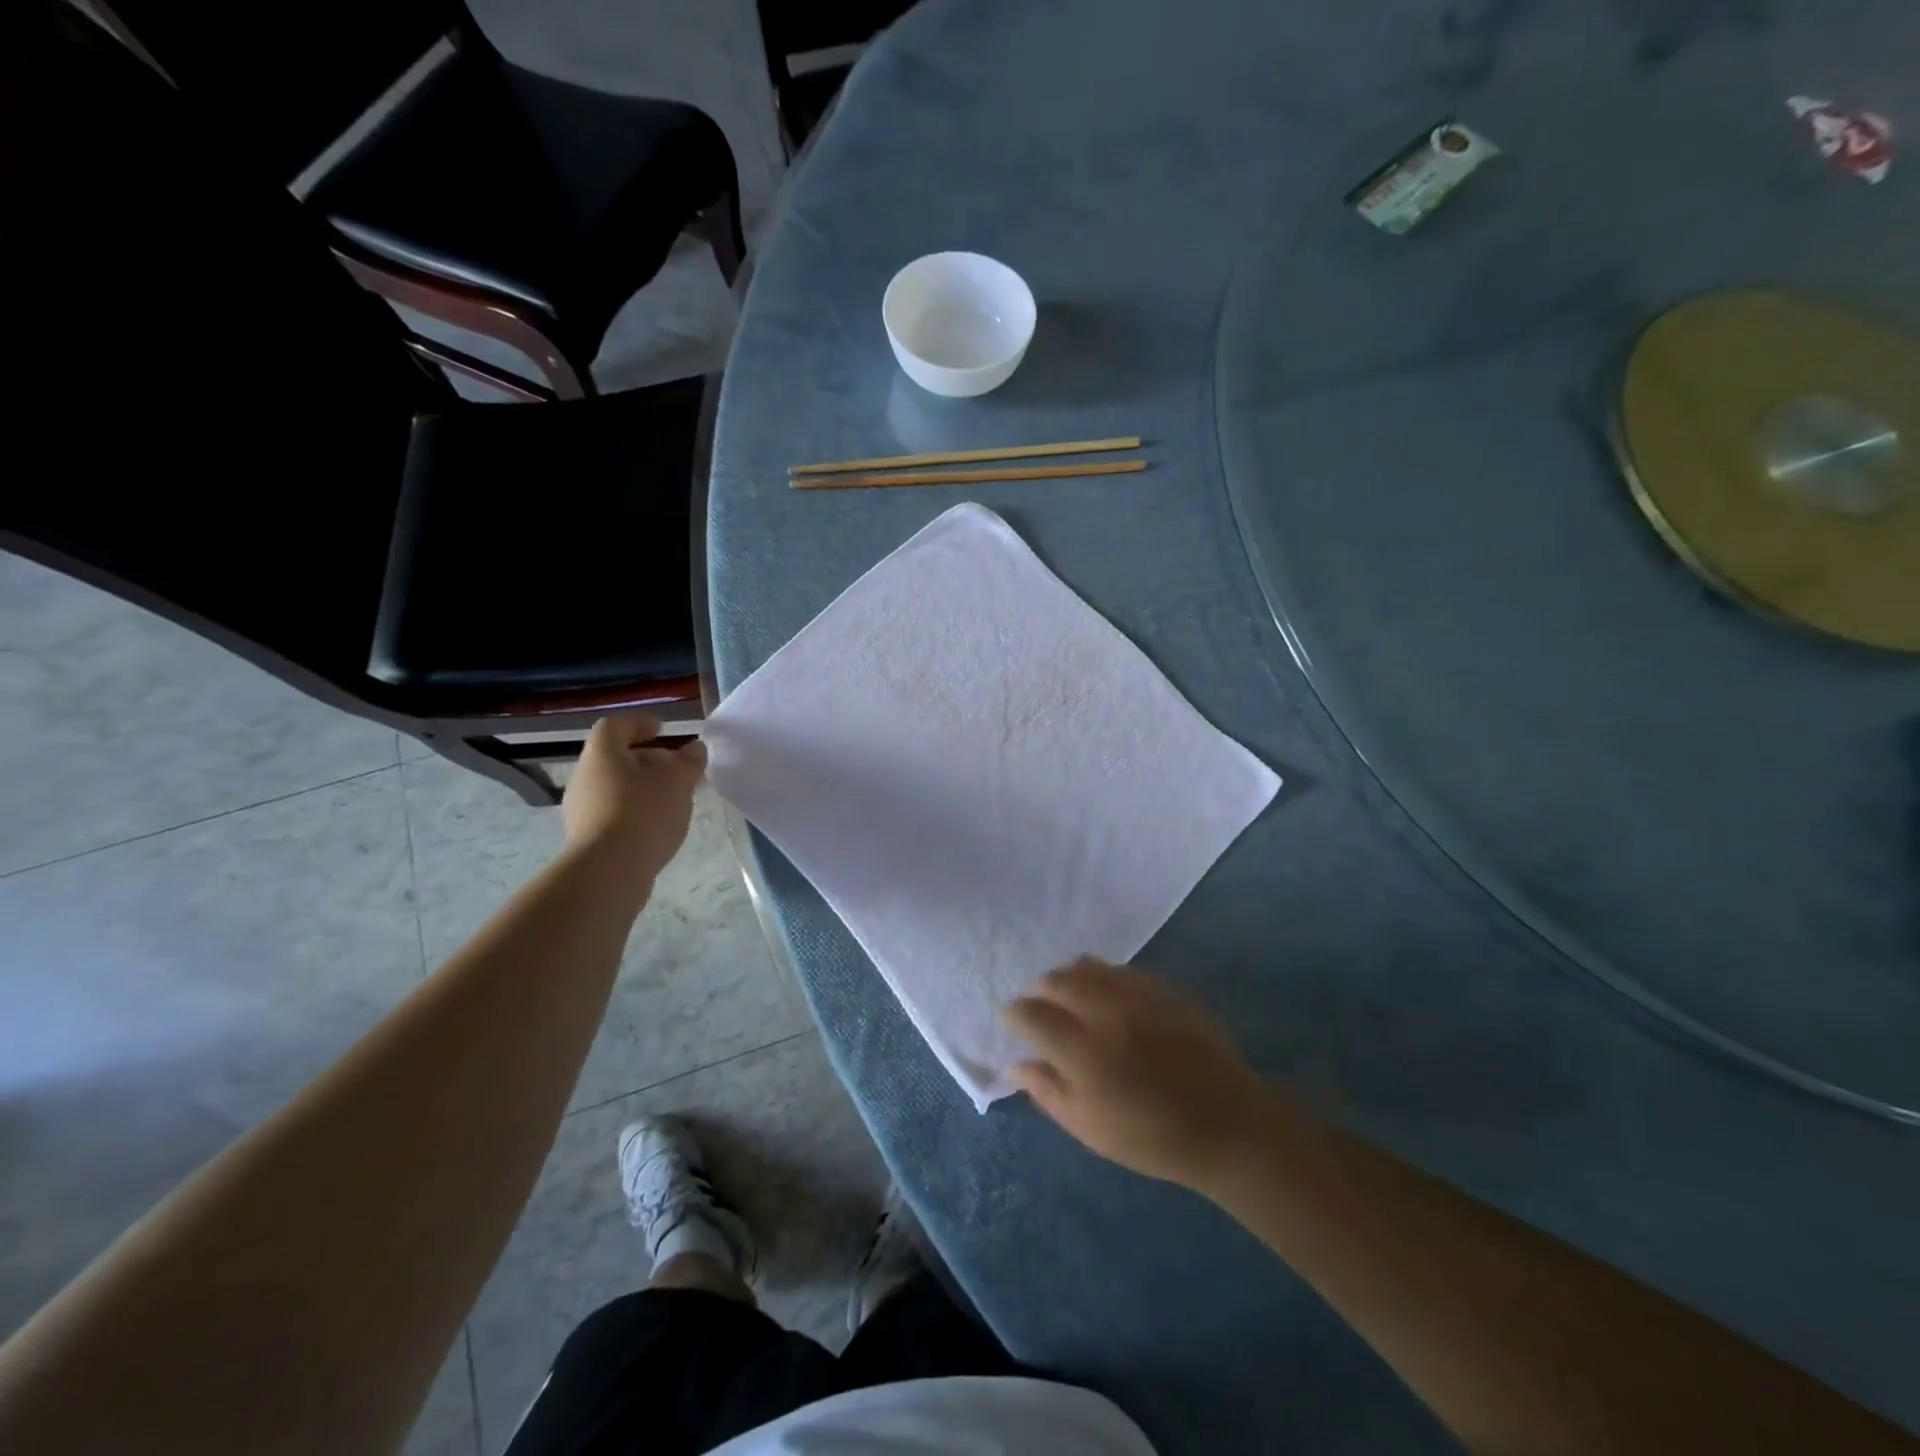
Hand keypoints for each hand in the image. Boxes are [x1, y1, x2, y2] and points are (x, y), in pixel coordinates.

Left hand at [561, 712, 706, 875]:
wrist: (609, 871)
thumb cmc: (644, 813)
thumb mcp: (678, 781)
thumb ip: (689, 761)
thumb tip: (695, 748)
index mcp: (602, 754)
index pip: (615, 726)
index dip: (639, 723)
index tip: (662, 730)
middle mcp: (584, 777)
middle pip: (615, 758)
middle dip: (647, 760)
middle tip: (676, 768)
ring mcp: (581, 809)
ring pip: (614, 787)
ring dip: (642, 787)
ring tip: (672, 799)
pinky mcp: (587, 838)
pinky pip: (613, 813)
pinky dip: (635, 811)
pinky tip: (657, 825)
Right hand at [1002, 958, 1273, 1190]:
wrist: (1225, 1124)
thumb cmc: (1151, 1137)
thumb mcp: (1089, 1127)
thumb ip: (1046, 1090)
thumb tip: (1014, 1064)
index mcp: (1081, 1049)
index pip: (1029, 1013)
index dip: (1013, 1015)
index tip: (1012, 1023)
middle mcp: (1104, 1010)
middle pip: (1054, 981)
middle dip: (1037, 992)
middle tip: (1039, 1009)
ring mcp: (1136, 992)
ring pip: (1086, 966)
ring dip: (1067, 978)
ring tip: (1069, 997)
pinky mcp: (1162, 986)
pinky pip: (1119, 969)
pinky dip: (1101, 977)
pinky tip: (1106, 996)